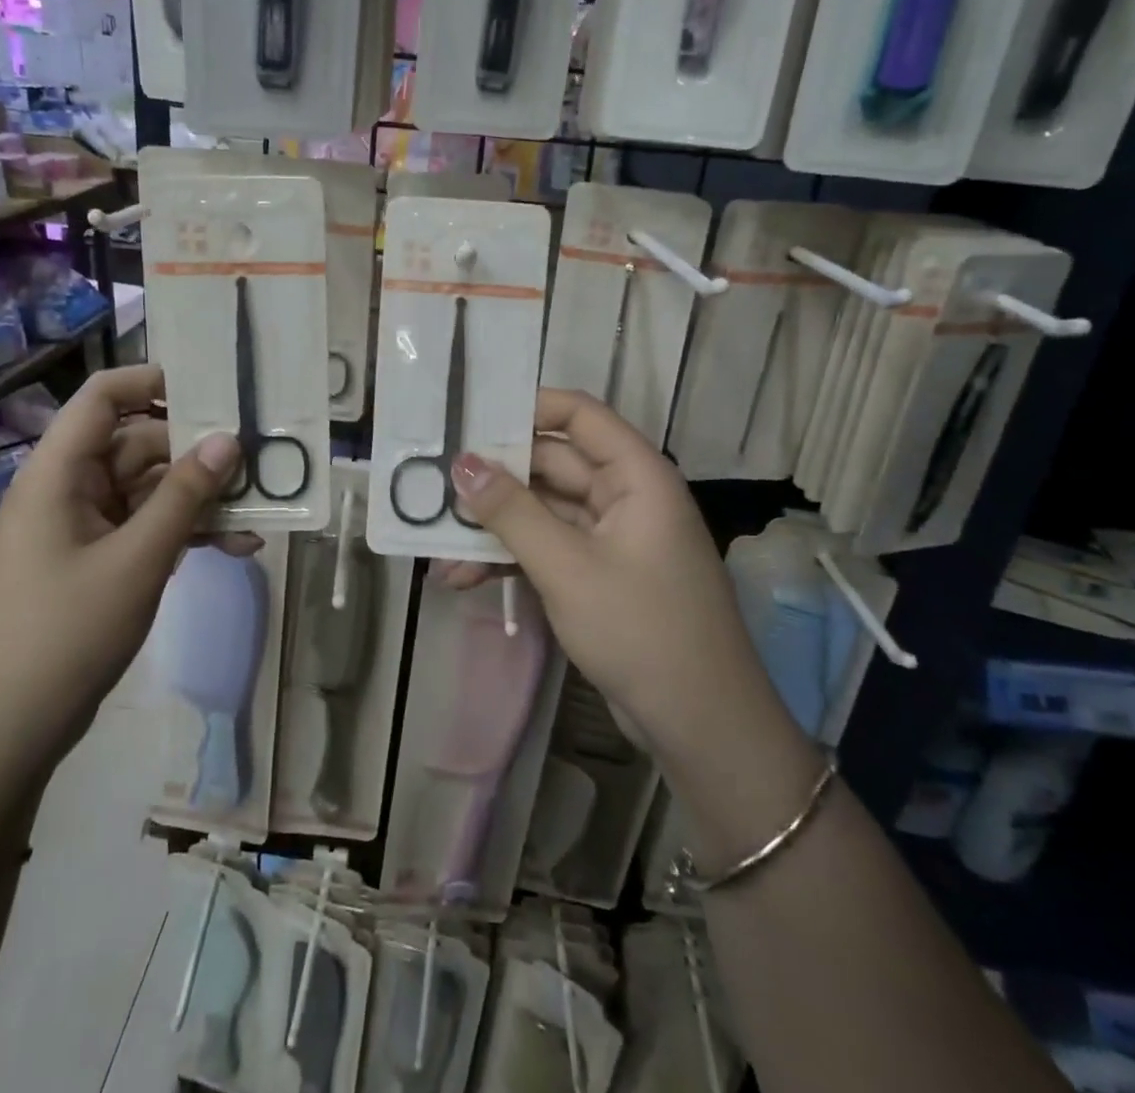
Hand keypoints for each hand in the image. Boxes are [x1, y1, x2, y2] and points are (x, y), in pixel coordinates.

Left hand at [0, 365, 251, 787]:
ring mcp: (83, 527)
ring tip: (258, 513)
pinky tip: (236, 549)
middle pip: (137, 444)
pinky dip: (186, 534)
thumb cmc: (64, 634)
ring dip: (200, 501)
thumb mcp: (137, 560)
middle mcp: (68, 489)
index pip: (103, 397)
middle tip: (258, 461)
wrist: (5, 732)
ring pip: (150, 490)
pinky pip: (147, 529)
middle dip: (197, 453)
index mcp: (58, 473)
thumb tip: (230, 440)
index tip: (213, 390)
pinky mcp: (96, 561)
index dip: (153, 381)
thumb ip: (185, 496)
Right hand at [441, 389, 784, 766]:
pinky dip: (510, 558)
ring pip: (542, 510)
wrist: (700, 726)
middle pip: (552, 464)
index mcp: (636, 475)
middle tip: (434, 483)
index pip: (579, 415)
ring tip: (436, 544)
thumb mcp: (567, 567)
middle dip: (494, 478)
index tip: (469, 418)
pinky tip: (462, 578)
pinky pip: (547, 547)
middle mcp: (625, 495)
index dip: (527, 407)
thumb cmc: (641, 629)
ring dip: (494, 526)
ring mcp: (611, 536)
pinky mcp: (598, 573)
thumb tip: (461, 462)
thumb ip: (511, 511)